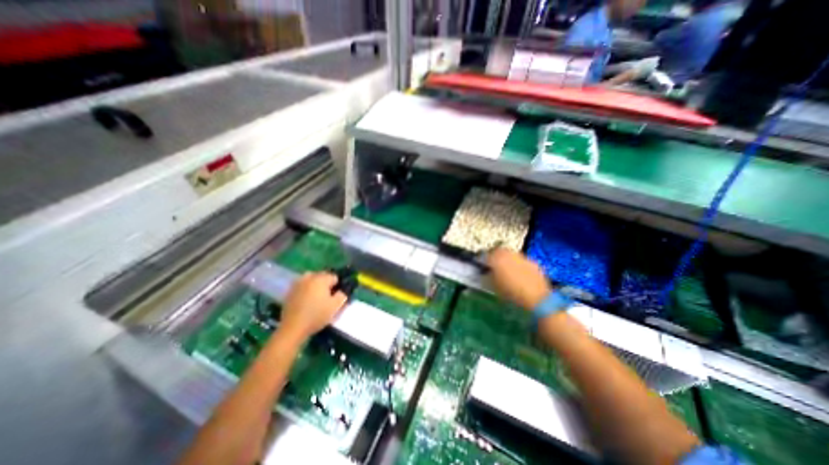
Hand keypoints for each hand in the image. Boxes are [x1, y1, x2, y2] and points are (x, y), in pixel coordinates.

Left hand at [281, 273, 346, 341]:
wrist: (293, 328)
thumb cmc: (317, 315)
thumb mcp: (335, 306)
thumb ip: (342, 295)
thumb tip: (341, 291)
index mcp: (321, 279)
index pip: (334, 277)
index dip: (338, 286)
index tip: (336, 296)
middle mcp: (309, 277)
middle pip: (322, 276)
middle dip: (326, 284)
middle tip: (328, 297)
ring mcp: (298, 283)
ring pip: (311, 279)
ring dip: (316, 285)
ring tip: (317, 297)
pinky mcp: (290, 291)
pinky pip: (302, 286)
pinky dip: (306, 290)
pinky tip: (307, 301)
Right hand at [487, 249, 548, 310]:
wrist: (537, 299)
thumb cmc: (511, 294)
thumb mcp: (494, 287)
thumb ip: (488, 277)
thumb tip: (485, 272)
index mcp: (496, 259)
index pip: (485, 255)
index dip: (482, 261)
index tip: (482, 267)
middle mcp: (508, 254)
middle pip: (498, 251)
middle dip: (495, 257)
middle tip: (493, 266)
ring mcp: (521, 257)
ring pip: (510, 255)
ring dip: (506, 260)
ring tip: (506, 271)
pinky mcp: (532, 262)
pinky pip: (521, 261)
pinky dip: (518, 265)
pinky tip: (519, 275)